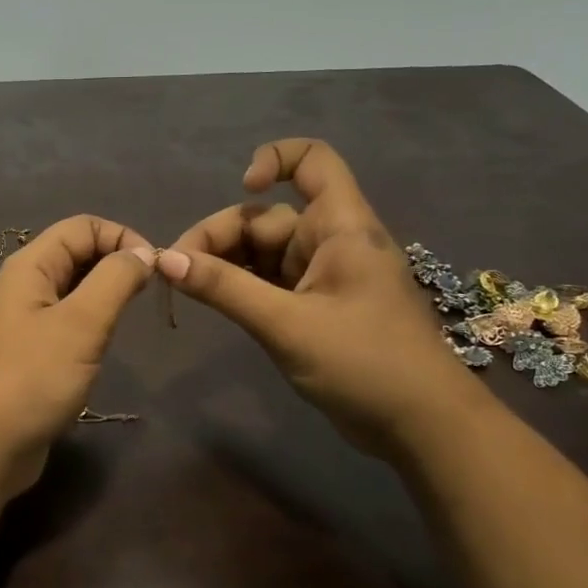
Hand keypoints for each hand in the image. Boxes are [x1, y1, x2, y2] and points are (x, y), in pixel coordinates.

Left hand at [0, 215, 156, 498]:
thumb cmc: (32, 377)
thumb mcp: (82, 323)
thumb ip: (115, 280)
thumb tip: (142, 254)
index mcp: (28, 266)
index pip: (81, 227)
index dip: (121, 237)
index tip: (155, 270)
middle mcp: (22, 286)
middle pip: (76, 254)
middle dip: (115, 264)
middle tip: (147, 297)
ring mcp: (22, 321)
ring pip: (72, 290)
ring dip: (104, 296)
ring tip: (128, 321)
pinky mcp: (27, 353)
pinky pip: (65, 322)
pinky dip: (90, 324)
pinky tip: (103, 347)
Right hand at [160, 139, 491, 458]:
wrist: (422, 427)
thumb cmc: (365, 364)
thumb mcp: (286, 324)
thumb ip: (225, 288)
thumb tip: (165, 260)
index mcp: (340, 227)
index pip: (314, 161)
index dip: (274, 160)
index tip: (241, 190)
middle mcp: (332, 241)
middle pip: (267, 216)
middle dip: (221, 236)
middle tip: (177, 270)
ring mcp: (324, 276)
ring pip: (263, 252)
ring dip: (225, 265)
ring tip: (187, 288)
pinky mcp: (316, 307)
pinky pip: (270, 282)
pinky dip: (241, 287)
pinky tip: (214, 303)